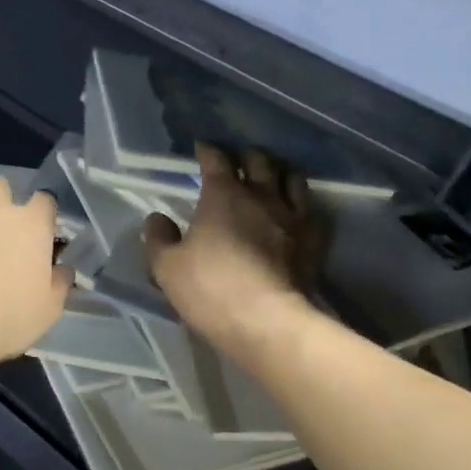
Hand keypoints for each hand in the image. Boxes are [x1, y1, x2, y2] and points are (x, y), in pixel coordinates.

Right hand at [145, 144, 327, 358]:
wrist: (267, 321)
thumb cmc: (211, 288)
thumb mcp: (167, 267)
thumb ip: (159, 238)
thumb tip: (157, 217)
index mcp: (223, 195)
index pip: (216, 159)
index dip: (208, 150)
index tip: (202, 148)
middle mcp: (262, 196)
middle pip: (259, 161)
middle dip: (246, 156)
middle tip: (237, 161)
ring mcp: (292, 217)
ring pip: (292, 179)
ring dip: (279, 173)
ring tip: (272, 178)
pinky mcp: (313, 241)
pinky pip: (311, 211)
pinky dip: (301, 205)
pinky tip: (295, 213)